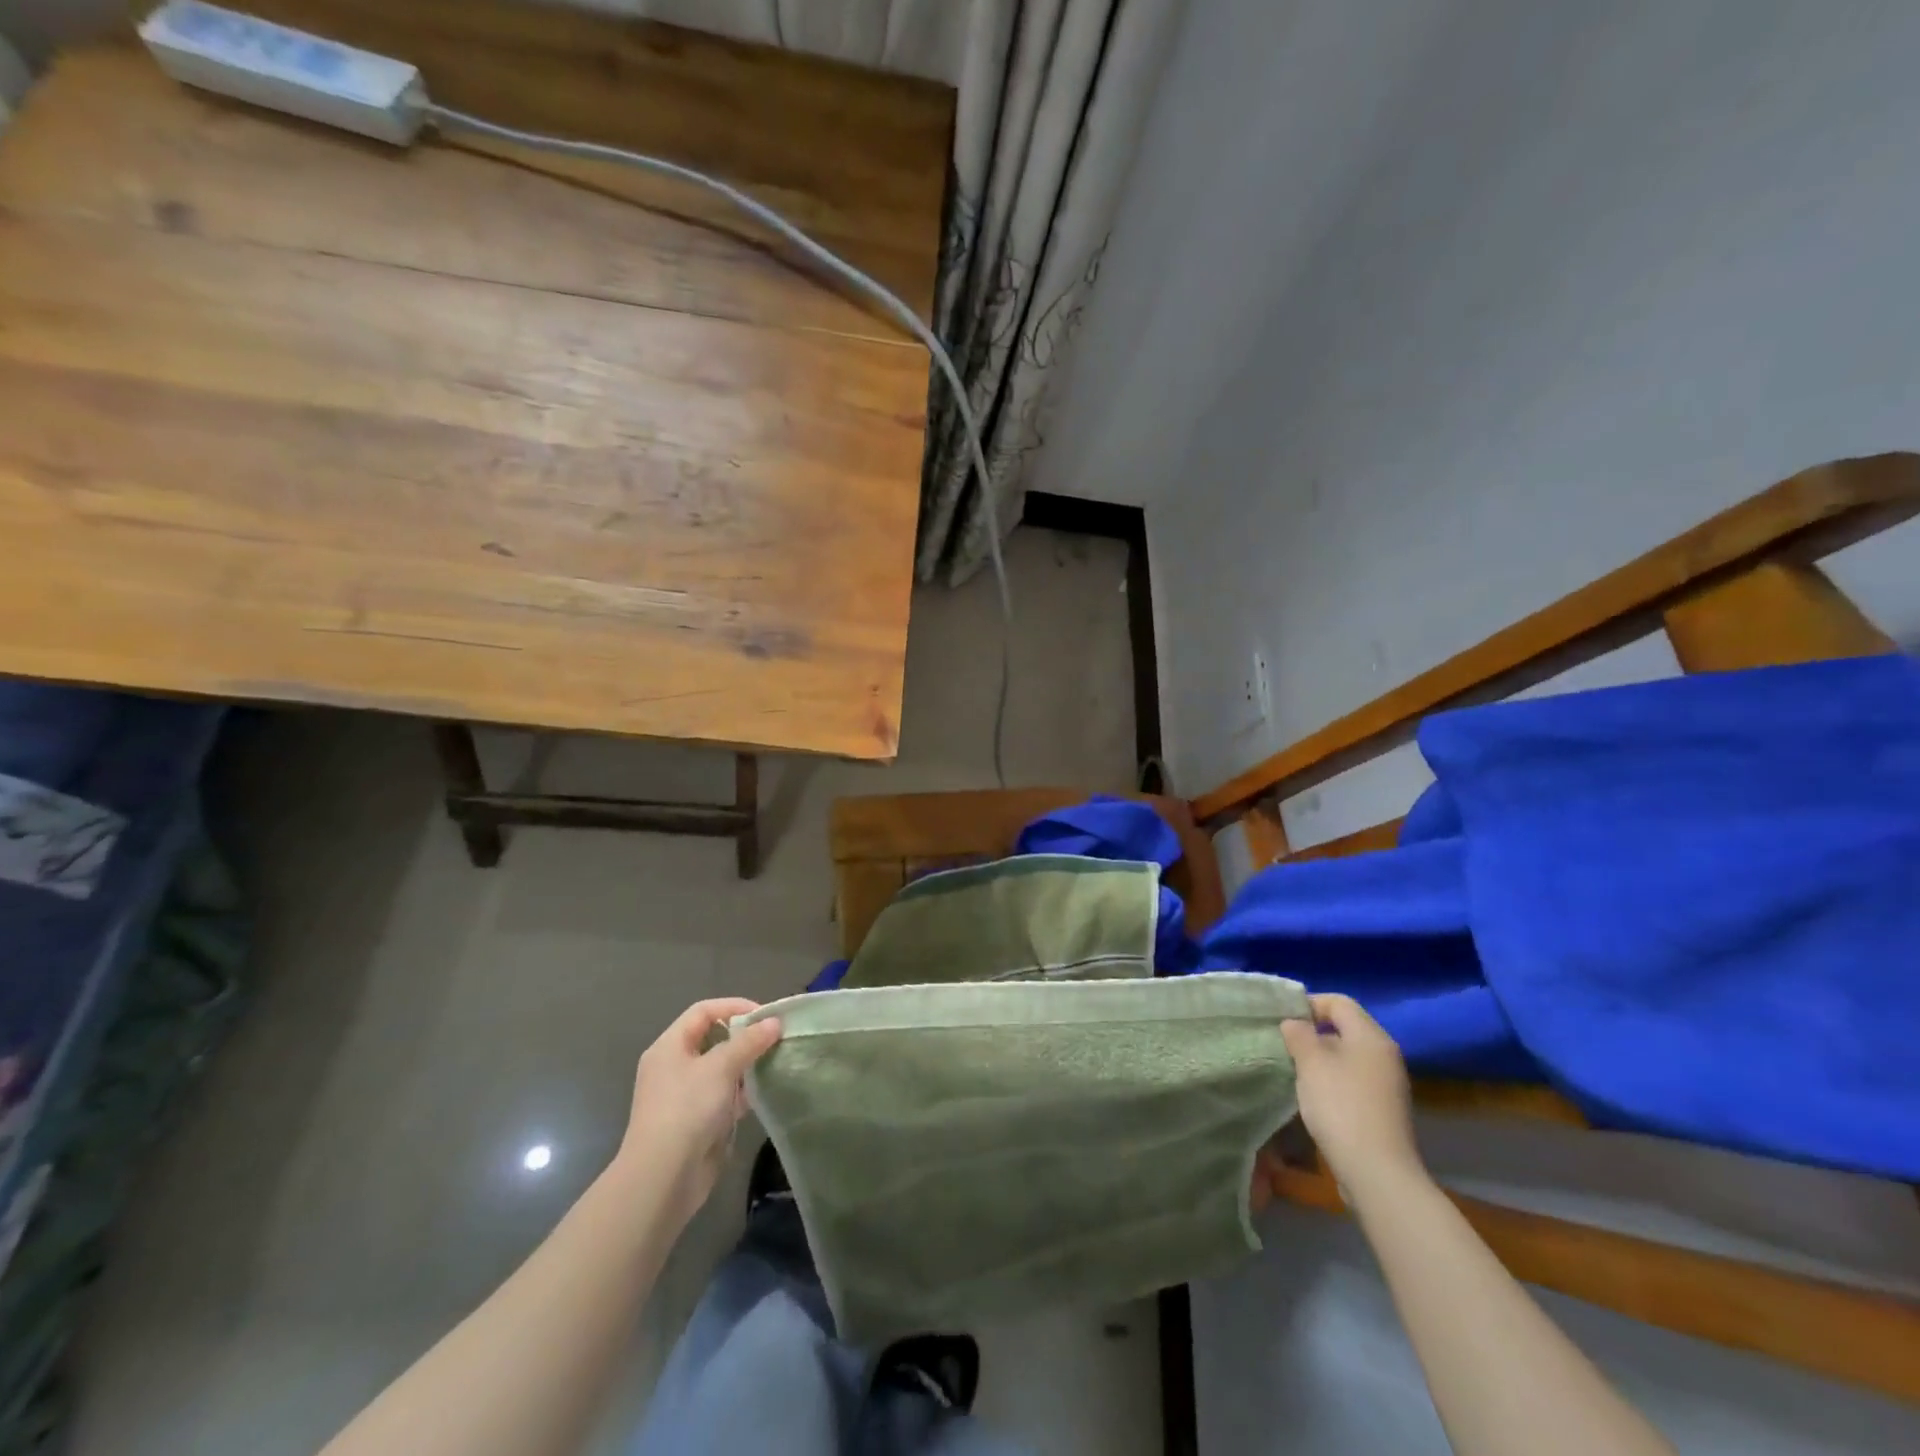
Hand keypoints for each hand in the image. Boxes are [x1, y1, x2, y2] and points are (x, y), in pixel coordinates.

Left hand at [615, 998, 782, 1224]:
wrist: (663, 1178)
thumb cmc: (687, 1109)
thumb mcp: (720, 1067)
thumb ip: (749, 1041)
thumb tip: (774, 1022)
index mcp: (669, 1046)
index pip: (703, 1011)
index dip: (734, 1006)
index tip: (765, 1015)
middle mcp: (674, 1066)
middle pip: (713, 1039)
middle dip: (744, 1036)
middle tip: (774, 1038)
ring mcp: (684, 1096)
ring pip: (721, 1069)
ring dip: (746, 1065)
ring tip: (775, 1061)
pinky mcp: (697, 1121)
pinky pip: (723, 1096)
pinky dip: (742, 1092)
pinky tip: (763, 1092)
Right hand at [1280, 993, 1423, 1203]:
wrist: (1377, 1172)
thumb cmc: (1341, 1106)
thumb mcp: (1311, 1062)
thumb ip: (1299, 1034)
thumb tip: (1294, 1023)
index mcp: (1371, 1037)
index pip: (1339, 1002)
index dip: (1309, 1004)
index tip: (1283, 1020)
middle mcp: (1384, 1055)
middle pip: (1345, 1028)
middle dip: (1312, 1033)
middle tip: (1285, 1045)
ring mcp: (1387, 1084)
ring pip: (1347, 1056)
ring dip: (1320, 1059)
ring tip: (1294, 1070)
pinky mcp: (1383, 1110)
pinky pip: (1353, 1080)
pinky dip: (1332, 1080)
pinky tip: (1314, 1097)